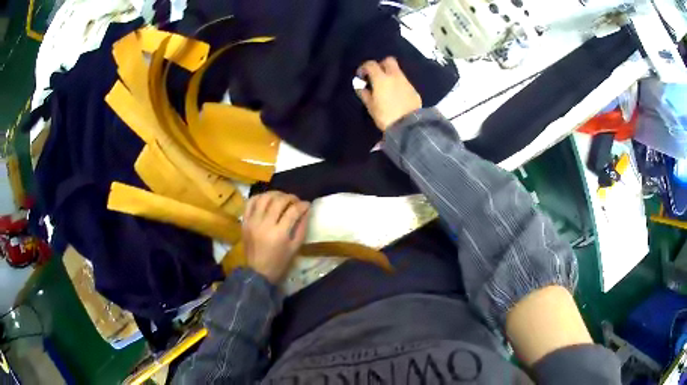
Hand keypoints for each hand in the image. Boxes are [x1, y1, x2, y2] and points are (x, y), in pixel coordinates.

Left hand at [242, 192, 310, 283]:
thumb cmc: (280, 262)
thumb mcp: (295, 247)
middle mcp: (265, 224)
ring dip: (275, 194)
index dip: (302, 205)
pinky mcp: (245, 222)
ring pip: (264, 198)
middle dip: (290, 197)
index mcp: (279, 234)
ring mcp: (252, 222)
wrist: (258, 272)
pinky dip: (259, 197)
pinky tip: (267, 199)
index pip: (293, 211)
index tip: (307, 204)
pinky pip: (250, 202)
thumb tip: (306, 210)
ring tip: (282, 197)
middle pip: (279, 201)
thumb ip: (302, 227)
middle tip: (296, 201)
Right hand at [357, 57, 421, 130]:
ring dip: (390, 74)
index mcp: (381, 79)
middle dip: (380, 65)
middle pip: (388, 60)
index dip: (364, 67)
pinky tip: (395, 94)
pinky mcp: (414, 90)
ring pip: (397, 71)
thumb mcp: (371, 107)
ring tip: (385, 87)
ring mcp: (406, 82)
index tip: (361, 76)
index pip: (371, 64)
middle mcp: (395, 76)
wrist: (409, 126)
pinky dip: (398, 83)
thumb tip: (361, 87)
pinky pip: (404, 81)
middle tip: (376, 76)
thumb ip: (365, 94)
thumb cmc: (386, 117)